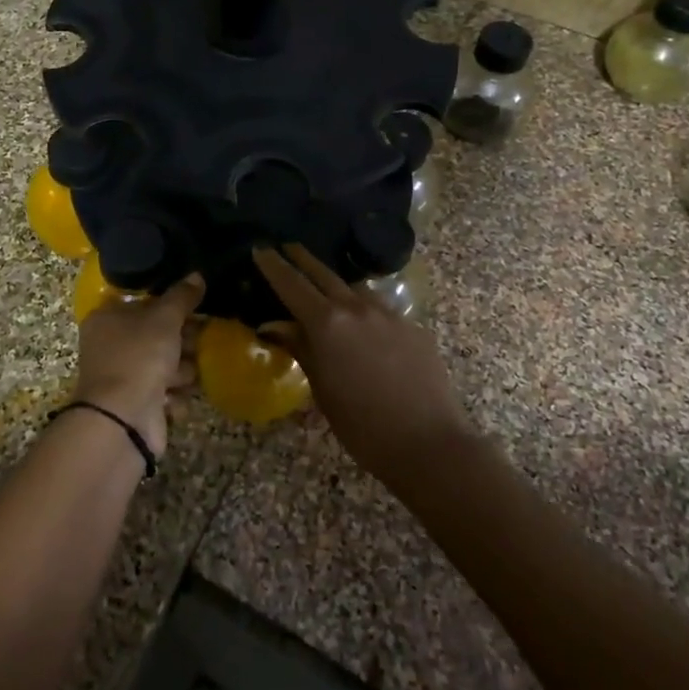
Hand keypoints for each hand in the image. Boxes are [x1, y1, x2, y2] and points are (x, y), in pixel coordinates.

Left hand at [74, 275, 204, 456]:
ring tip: (188, 373)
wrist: (122, 420)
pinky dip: (173, 396)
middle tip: (201, 340)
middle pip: (156, 334)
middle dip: (181, 340)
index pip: (143, 302)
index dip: (169, 304)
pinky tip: (176, 398)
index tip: (196, 306)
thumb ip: (181, 297)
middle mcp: (111, 345)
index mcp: (107, 318)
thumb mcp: (163, 319)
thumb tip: (197, 275)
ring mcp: (123, 377)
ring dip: (181, 370)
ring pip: (164, 365)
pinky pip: (164, 393)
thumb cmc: (138, 357)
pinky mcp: (136, 404)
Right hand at [252, 245, 475, 481]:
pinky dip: (364, 311)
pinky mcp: (413, 327)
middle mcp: (357, 308)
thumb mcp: (322, 389)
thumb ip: (301, 349)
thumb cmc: (362, 426)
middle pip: (324, 274)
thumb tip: (275, 327)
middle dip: (303, 259)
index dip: (274, 266)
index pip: (292, 285)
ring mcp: (389, 315)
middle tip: (288, 246)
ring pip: (355, 289)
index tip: (260, 249)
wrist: (428, 443)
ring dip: (336, 285)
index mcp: (327, 324)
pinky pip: (381, 310)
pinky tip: (365, 330)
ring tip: (326, 290)